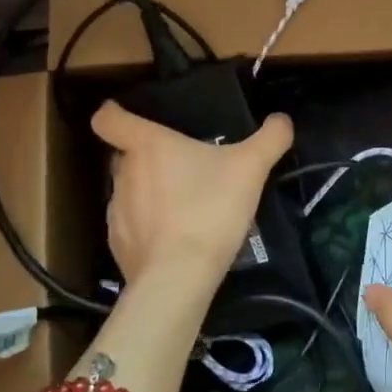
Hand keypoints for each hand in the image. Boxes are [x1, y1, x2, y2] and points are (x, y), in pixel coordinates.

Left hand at [90, 101, 293, 293]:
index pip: (109, 118)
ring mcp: (115, 212)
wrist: (179, 278)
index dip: (115, 113)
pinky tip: (176, 240)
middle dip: (148, 158)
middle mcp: (123, 174)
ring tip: (184, 207)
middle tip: (184, 167)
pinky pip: (131, 227)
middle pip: (124, 155)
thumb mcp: (251, 168)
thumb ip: (270, 138)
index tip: (132, 117)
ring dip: (150, 194)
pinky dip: (149, 228)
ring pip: (128, 191)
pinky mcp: (118, 246)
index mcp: (147, 146)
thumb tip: (282, 119)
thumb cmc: (209, 209)